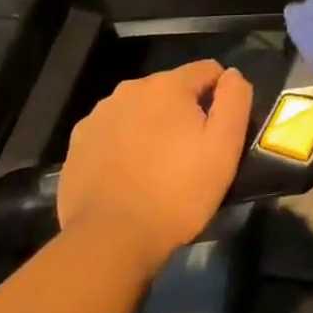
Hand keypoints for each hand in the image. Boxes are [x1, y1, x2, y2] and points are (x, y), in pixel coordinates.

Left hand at [57, 61, 252, 272]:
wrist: (108, 241)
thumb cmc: (176, 193)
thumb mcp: (224, 147)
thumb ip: (235, 100)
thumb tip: (232, 74)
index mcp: (168, 84)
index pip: (207, 71)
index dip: (220, 96)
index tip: (219, 132)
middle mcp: (130, 89)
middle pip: (170, 90)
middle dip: (183, 113)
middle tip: (189, 155)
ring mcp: (99, 116)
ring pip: (139, 110)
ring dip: (152, 127)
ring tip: (156, 169)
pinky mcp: (78, 143)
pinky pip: (112, 133)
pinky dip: (123, 146)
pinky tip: (127, 177)